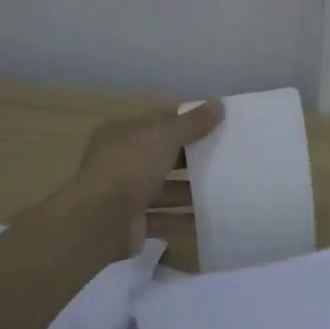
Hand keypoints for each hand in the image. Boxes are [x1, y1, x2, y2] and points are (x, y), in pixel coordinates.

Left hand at [68, 100, 224, 256]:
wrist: (101, 220)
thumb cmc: (130, 167)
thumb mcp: (164, 136)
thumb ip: (192, 123)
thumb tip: (219, 104)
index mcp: (122, 134)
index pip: (159, 123)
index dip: (187, 122)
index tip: (219, 125)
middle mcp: (121, 161)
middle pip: (163, 157)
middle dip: (192, 159)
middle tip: (228, 159)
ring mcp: (126, 194)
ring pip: (165, 189)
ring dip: (191, 191)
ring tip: (225, 190)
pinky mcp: (134, 223)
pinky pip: (165, 219)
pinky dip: (185, 220)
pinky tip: (211, 218)